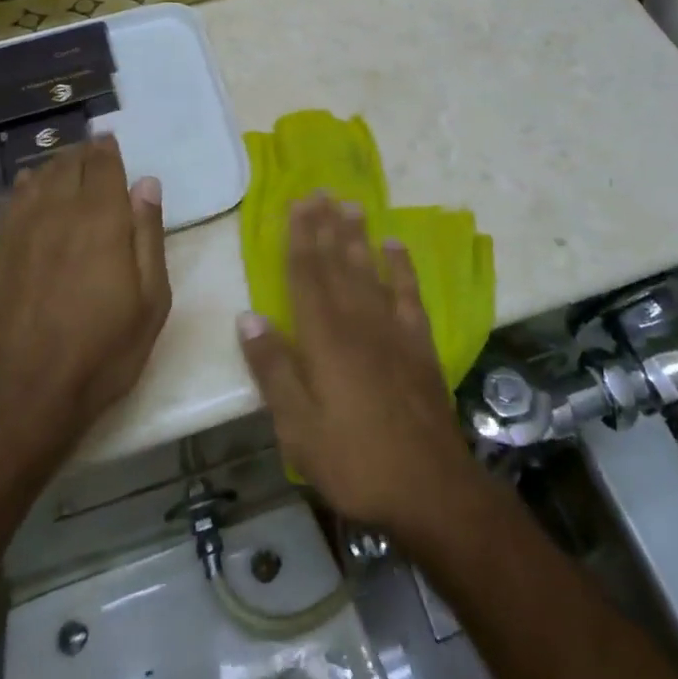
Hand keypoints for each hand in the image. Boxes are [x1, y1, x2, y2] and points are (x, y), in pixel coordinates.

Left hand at [0, 135, 169, 461]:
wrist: (23, 395)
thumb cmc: (102, 350)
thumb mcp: (151, 300)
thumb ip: (148, 235)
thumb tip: (146, 184)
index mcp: (100, 219)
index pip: (101, 165)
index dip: (106, 149)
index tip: (109, 142)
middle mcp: (56, 213)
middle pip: (66, 165)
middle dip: (80, 154)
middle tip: (91, 153)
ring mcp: (17, 232)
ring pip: (34, 179)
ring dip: (51, 167)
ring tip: (62, 167)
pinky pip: (8, 204)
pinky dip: (22, 189)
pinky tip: (26, 192)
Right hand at [237, 195, 473, 534]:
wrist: (430, 487)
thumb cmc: (354, 460)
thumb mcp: (299, 428)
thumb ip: (274, 369)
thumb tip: (247, 316)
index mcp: (324, 338)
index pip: (306, 275)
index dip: (299, 237)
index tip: (295, 204)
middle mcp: (358, 321)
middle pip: (337, 263)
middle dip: (325, 226)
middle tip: (319, 191)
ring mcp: (393, 330)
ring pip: (369, 270)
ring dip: (358, 236)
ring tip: (351, 204)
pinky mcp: (420, 344)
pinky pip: (408, 294)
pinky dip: (401, 267)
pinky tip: (395, 246)